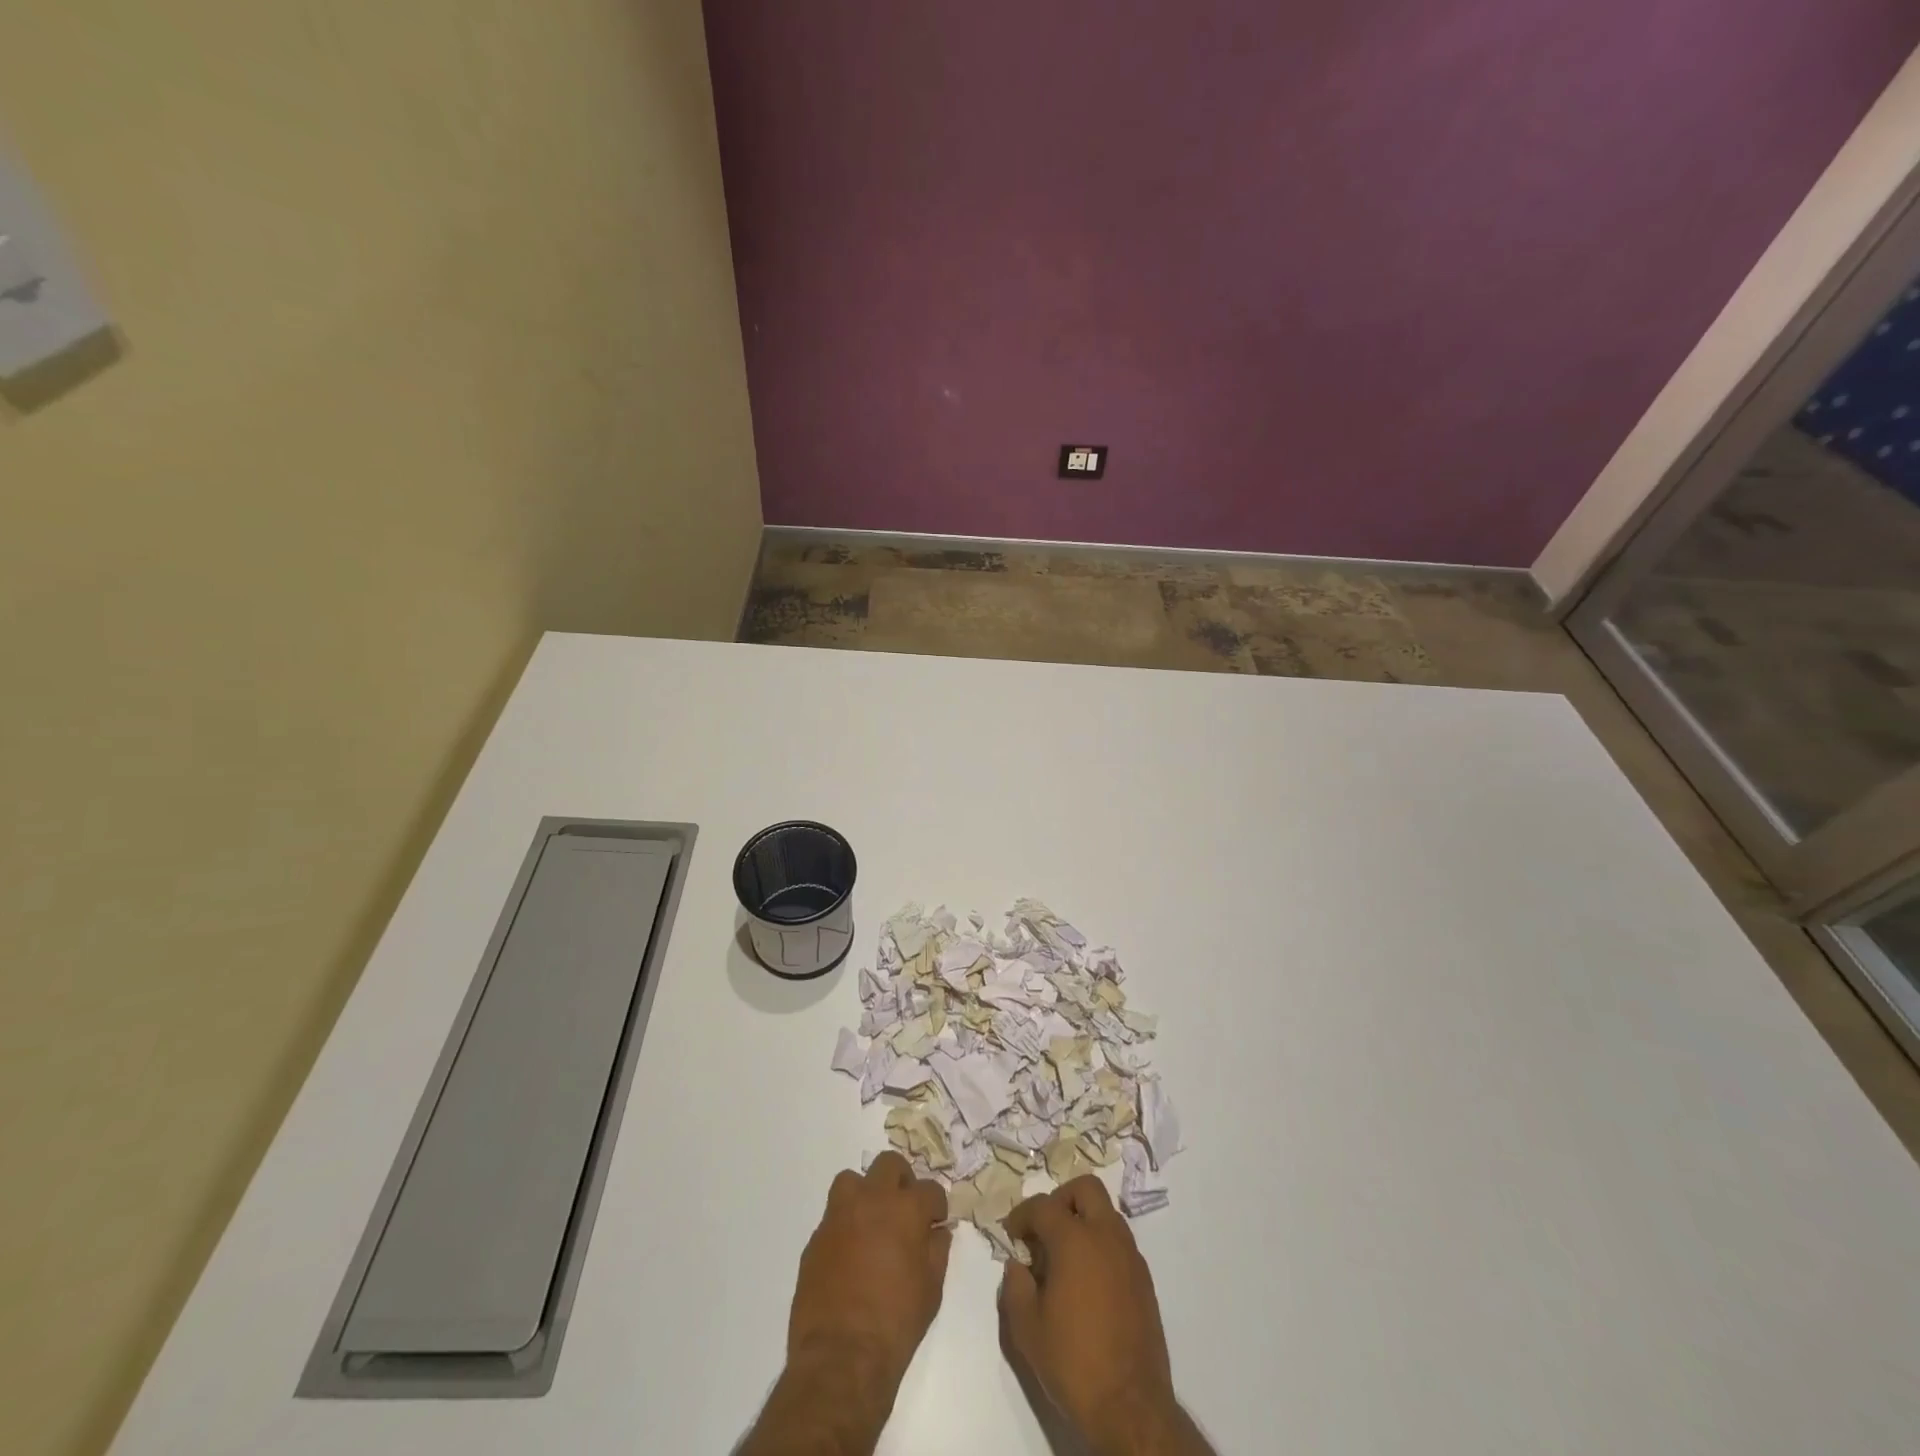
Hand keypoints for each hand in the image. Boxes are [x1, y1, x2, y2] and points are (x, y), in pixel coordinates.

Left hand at [786, 1151, 951, 1390]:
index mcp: (905, 1209)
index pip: (930, 1189)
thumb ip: (937, 1251)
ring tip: (872, 1222)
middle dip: (902, 1181)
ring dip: (865, 1193)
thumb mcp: (931, 1290)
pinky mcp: (816, 1237)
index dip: (936, 1206)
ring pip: (852, 1180)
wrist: (841, 1357)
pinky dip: (845, 1225)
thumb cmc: (896, 1323)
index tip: (935, 1223)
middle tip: (904, 1210)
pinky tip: (850, 1254)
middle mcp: (871, 1200)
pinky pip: (833, 1216)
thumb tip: (937, 1231)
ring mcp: (839, 1215)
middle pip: (889, 1165)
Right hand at [1000, 1176, 1209, 1455]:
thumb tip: (1018, 1265)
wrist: (1131, 1407)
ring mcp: (1130, 1256)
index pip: (1042, 1206)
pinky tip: (1088, 1282)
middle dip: (1061, 1200)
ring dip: (1083, 1221)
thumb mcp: (1027, 1329)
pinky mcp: (1144, 1279)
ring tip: (1065, 1259)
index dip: (1021, 1215)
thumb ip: (1015, 1287)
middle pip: (1085, 1189)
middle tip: (1045, 1231)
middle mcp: (1106, 1235)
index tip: (1012, 1235)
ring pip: (1106, 1213)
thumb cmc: (1074, 1362)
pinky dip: (1100, 1245)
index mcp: (1074, 1239)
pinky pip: (1119, 1242)